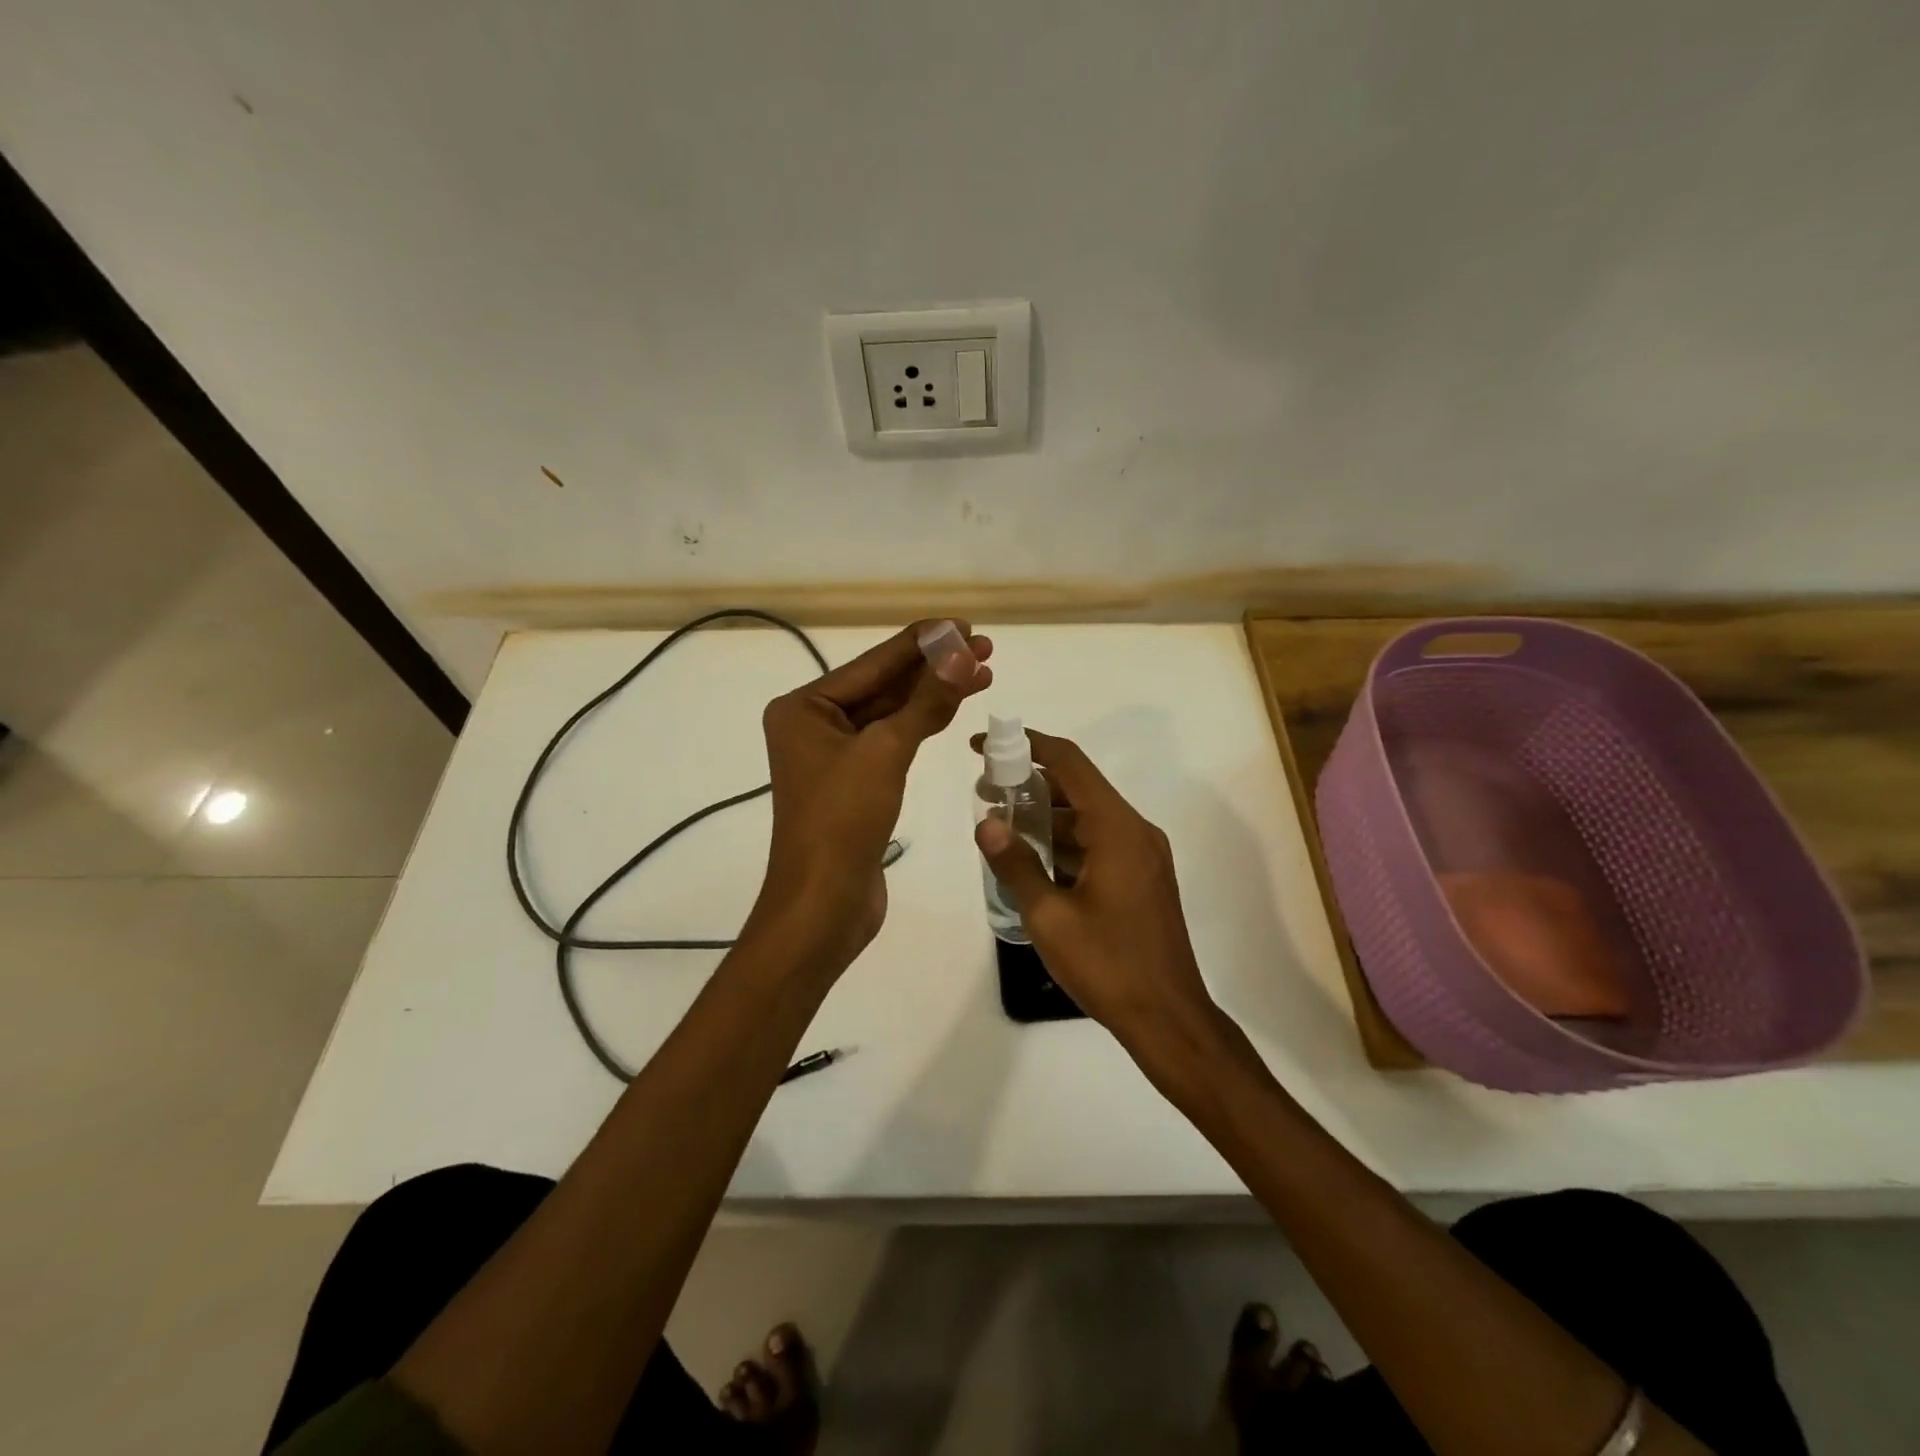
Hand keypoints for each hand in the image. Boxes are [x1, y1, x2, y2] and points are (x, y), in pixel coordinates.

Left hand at [754, 620, 991, 970]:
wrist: (824, 904)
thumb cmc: (842, 820)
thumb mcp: (885, 752)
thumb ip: (925, 701)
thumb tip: (960, 652)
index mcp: (804, 707)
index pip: (873, 663)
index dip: (922, 642)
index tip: (964, 624)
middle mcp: (814, 724)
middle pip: (883, 685)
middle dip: (933, 667)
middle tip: (984, 647)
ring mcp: (834, 755)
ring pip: (891, 713)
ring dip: (933, 694)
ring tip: (982, 671)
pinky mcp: (854, 782)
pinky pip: (892, 740)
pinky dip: (922, 725)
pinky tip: (953, 707)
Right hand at [971, 729, 1219, 1057]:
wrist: (1168, 1019)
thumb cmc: (1108, 965)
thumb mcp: (1049, 916)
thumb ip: (1016, 864)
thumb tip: (986, 823)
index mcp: (1117, 828)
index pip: (1069, 763)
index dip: (1026, 746)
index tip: (984, 746)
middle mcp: (1135, 831)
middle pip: (1078, 788)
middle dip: (1030, 784)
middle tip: (984, 791)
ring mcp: (1142, 855)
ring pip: (1088, 818)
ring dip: (1046, 816)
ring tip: (1000, 825)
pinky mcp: (1142, 878)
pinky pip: (1099, 843)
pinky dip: (1065, 842)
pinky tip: (1033, 858)